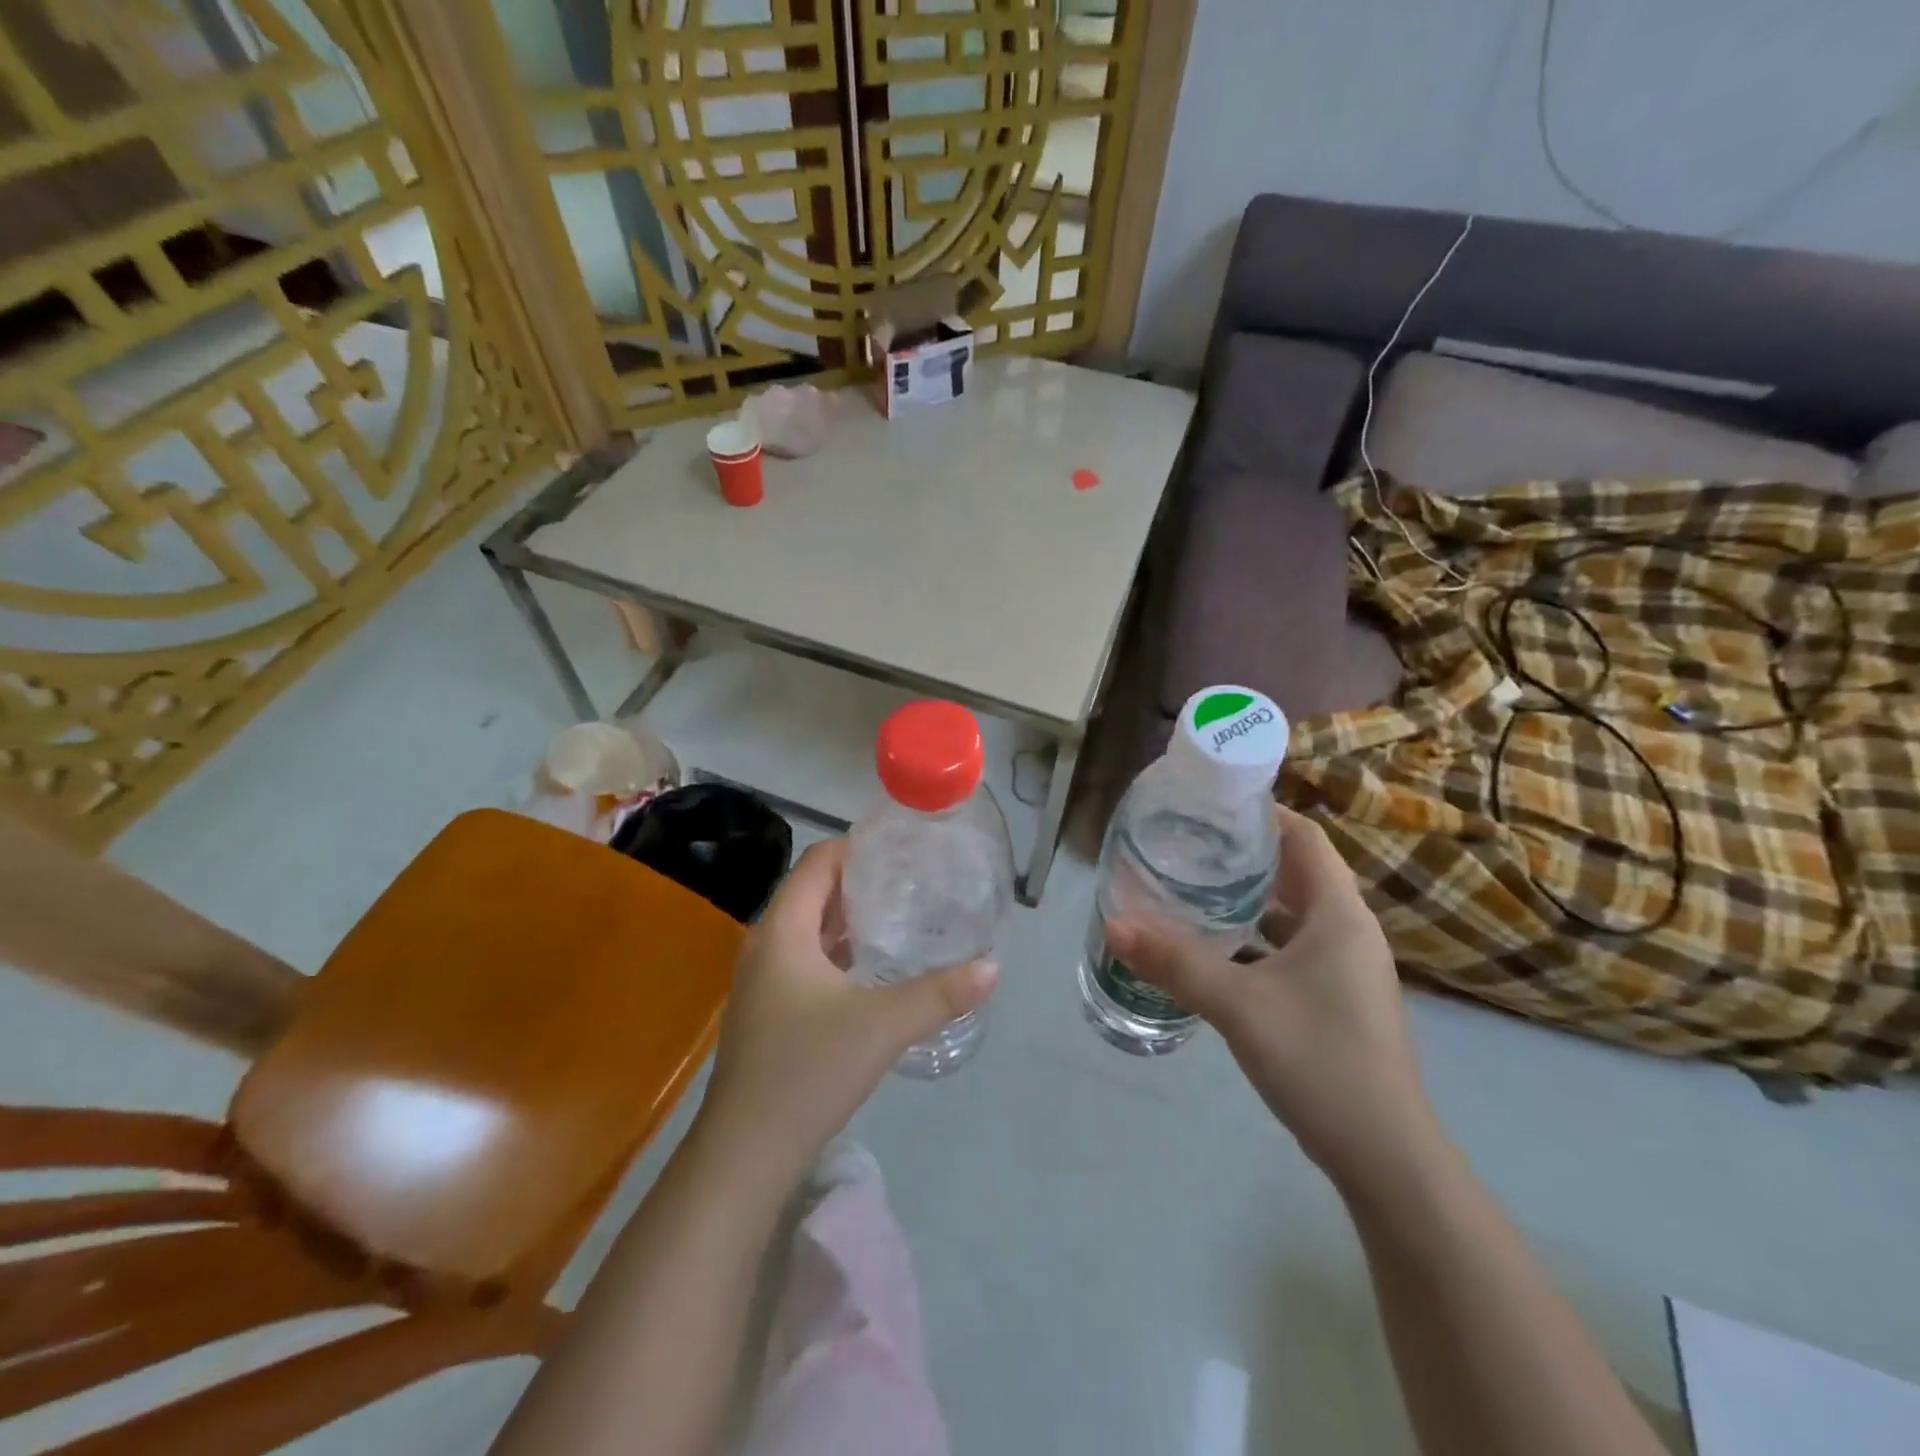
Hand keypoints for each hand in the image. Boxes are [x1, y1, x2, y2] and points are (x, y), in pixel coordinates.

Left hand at [693, 838, 997, 1195]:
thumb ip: (940, 994)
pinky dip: (838, 951)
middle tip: (913, 881)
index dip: (857, 848)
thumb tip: (993, 967)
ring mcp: (762, 980)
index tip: (902, 851)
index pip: (818, 862)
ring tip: (901, 916)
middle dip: (860, 882)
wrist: (745, 1154)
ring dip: (849, 918)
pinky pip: (805, 960)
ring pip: (809, 928)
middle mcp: (766, 944)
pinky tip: (872, 968)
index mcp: (783, 930)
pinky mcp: (768, 1010)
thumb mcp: (883, 1026)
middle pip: (814, 892)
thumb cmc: (808, 1071)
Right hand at [1104, 805, 1437, 1189]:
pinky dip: (1254, 938)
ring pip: (1291, 913)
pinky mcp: (1335, 998)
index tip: (1210, 804)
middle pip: (1296, 870)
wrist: (1385, 1156)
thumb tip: (1113, 923)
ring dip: (1247, 897)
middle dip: (1244, 853)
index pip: (1304, 837)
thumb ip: (1175, 962)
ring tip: (1190, 885)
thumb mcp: (1239, 1006)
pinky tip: (1212, 948)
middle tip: (1186, 842)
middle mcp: (1347, 930)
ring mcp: (1344, 967)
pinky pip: (1290, 948)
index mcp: (1338, 914)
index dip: (1262, 812)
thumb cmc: (1320, 1061)